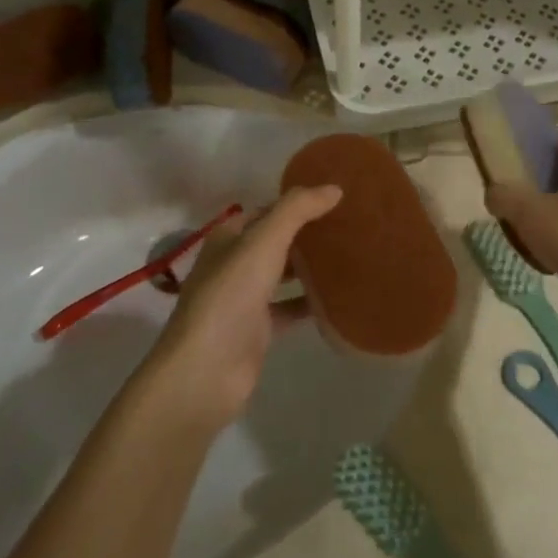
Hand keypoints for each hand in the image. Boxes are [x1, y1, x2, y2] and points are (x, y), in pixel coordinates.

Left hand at [149, 186, 341, 427]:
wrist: (207, 369)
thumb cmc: (231, 294)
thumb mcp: (264, 241)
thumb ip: (298, 210)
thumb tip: (334, 188)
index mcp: (228, 238)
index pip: (266, 211)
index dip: (294, 203)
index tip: (332, 199)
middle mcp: (234, 264)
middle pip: (275, 241)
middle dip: (307, 234)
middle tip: (349, 225)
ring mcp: (245, 299)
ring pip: (282, 274)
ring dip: (310, 267)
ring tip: (351, 255)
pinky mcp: (257, 331)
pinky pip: (290, 309)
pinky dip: (310, 303)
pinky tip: (340, 298)